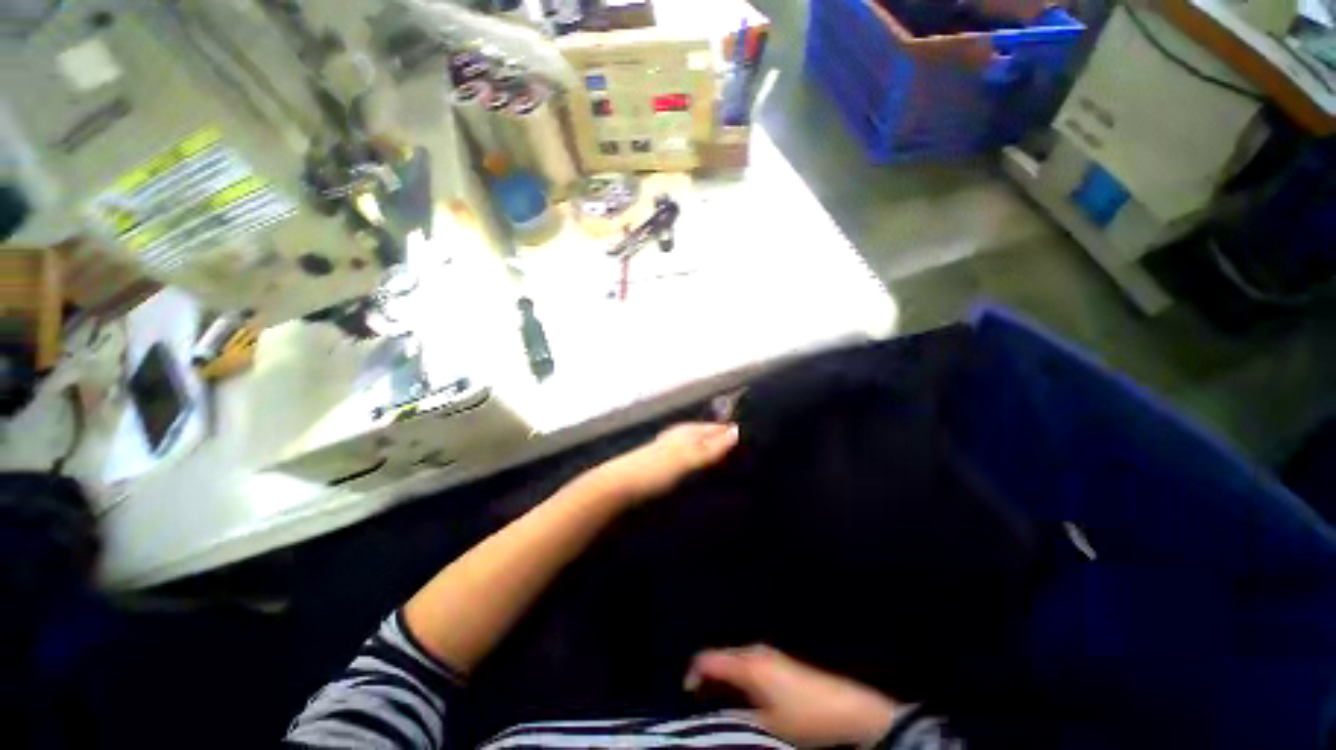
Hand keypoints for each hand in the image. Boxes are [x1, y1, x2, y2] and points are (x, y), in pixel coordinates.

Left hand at [586, 422, 738, 504]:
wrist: (618, 488)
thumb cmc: (654, 469)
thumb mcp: (686, 458)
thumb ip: (712, 448)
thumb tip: (738, 431)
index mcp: (688, 431)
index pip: (719, 429)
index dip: (736, 436)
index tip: (758, 448)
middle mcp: (682, 439)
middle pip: (711, 440)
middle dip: (728, 450)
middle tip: (752, 465)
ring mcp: (674, 454)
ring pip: (703, 454)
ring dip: (717, 463)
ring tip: (738, 476)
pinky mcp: (668, 471)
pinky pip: (694, 468)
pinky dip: (704, 474)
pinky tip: (711, 484)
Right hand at [685, 645, 899, 748]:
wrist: (846, 711)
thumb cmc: (803, 719)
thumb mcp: (765, 726)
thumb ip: (734, 718)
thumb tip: (710, 716)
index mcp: (748, 664)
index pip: (709, 659)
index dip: (693, 673)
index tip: (686, 694)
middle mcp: (756, 652)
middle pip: (721, 655)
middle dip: (708, 674)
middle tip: (699, 699)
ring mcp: (769, 654)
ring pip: (734, 658)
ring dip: (723, 675)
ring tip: (717, 698)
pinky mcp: (780, 661)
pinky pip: (747, 661)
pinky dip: (737, 674)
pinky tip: (741, 693)